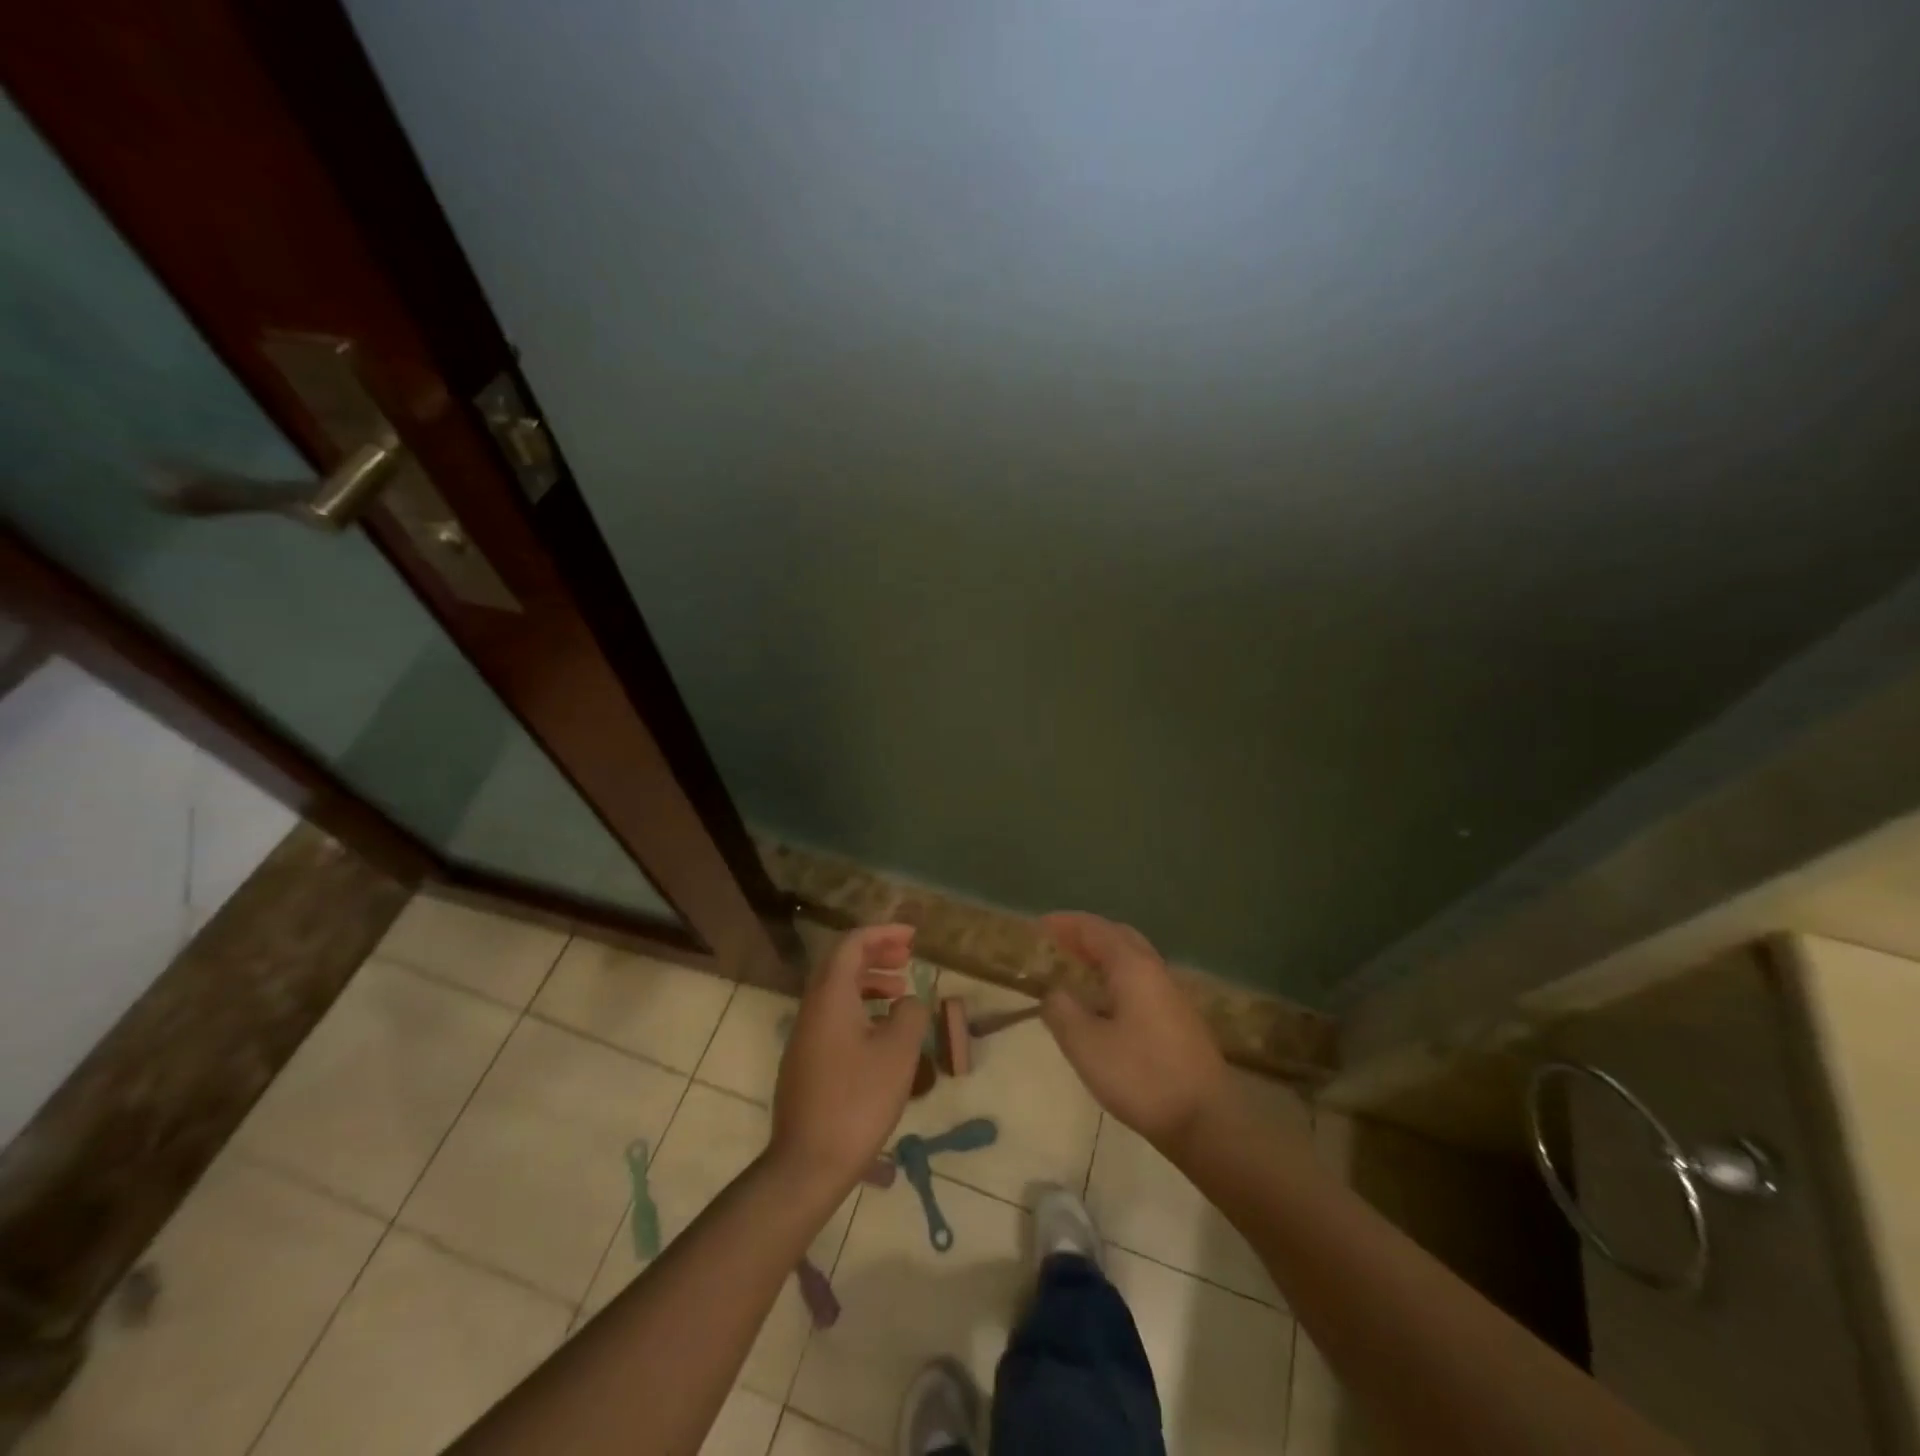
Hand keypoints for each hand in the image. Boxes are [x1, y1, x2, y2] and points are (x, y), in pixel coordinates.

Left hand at [769, 924, 929, 1196]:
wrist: (808, 1164)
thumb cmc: (858, 1101)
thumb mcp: (898, 1053)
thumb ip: (910, 1014)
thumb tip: (908, 1002)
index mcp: (830, 996)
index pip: (852, 944)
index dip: (882, 933)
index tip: (912, 936)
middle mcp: (812, 1008)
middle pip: (841, 963)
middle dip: (875, 953)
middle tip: (908, 956)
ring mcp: (804, 1036)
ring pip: (836, 991)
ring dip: (868, 981)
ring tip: (901, 991)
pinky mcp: (805, 1062)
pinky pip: (833, 1015)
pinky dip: (859, 1007)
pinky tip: (882, 1032)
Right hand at [1040, 912, 1230, 1155]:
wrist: (1206, 1120)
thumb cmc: (1141, 1076)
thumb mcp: (1086, 1045)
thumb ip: (1062, 1011)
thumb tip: (1053, 991)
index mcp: (1132, 967)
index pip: (1095, 929)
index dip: (1066, 923)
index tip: (1040, 925)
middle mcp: (1155, 971)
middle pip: (1119, 936)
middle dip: (1087, 934)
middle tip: (1058, 941)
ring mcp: (1171, 995)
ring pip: (1133, 959)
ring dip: (1103, 955)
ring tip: (1076, 967)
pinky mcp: (1178, 1019)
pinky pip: (1141, 980)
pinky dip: (1116, 975)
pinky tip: (1104, 1001)